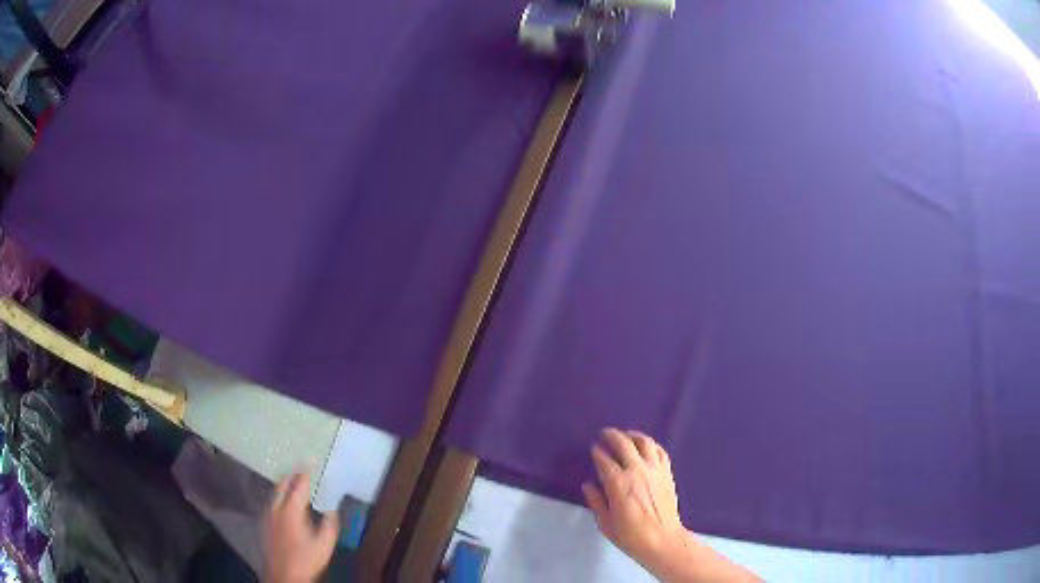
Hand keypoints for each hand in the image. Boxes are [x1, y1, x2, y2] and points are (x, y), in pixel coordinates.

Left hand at [263, 472, 338, 582]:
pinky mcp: (265, 522)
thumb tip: (332, 509)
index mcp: (291, 510)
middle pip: (282, 484)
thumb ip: (330, 525)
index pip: (299, 485)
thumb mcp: (325, 545)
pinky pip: (272, 501)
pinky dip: (280, 494)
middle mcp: (277, 508)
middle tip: (302, 467)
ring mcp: (268, 514)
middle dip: (292, 474)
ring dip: (285, 483)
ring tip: (295, 480)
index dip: (306, 472)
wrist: (284, 575)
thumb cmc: (306, 560)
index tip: (312, 460)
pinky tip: (286, 501)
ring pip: (275, 492)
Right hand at [582, 428, 687, 569]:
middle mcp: (636, 470)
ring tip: (625, 435)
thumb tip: (588, 485)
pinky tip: (645, 446)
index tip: (593, 448)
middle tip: (604, 434)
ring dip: (632, 435)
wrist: (662, 540)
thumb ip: (596, 501)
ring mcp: (654, 470)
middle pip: (623, 443)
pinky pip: (660, 451)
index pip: (604, 459)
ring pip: (644, 442)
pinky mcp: (667, 473)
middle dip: (611, 435)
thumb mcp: (605, 523)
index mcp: (618, 483)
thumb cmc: (630, 535)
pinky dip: (651, 445)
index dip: (597, 452)